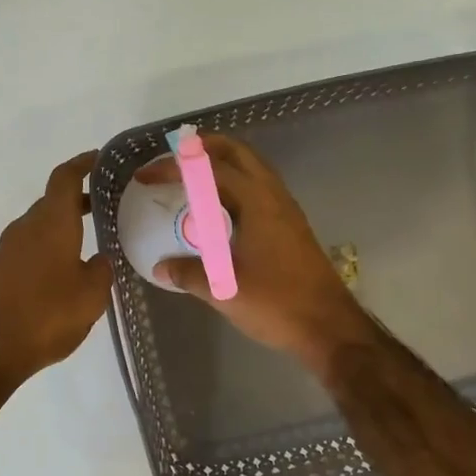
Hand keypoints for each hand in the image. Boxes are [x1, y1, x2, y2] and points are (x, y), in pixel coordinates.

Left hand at [0, 152, 112, 391]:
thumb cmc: (45, 317)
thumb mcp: (91, 297)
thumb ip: (101, 271)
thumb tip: (100, 259)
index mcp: (50, 224)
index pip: (65, 178)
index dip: (82, 164)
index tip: (99, 159)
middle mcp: (24, 229)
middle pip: (50, 203)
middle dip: (77, 201)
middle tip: (103, 207)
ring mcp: (4, 251)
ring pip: (38, 228)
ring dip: (60, 229)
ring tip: (86, 244)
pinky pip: (26, 251)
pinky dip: (46, 251)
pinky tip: (59, 275)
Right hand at [139, 135, 373, 374]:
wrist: (330, 326)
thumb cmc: (278, 303)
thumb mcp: (225, 290)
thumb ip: (189, 274)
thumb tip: (161, 267)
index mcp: (257, 202)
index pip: (209, 168)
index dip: (174, 166)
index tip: (145, 177)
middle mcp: (274, 196)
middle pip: (237, 153)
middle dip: (203, 148)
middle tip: (171, 160)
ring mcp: (286, 210)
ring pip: (251, 169)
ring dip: (220, 165)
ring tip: (190, 180)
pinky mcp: (290, 226)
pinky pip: (258, 189)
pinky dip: (234, 185)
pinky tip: (218, 212)